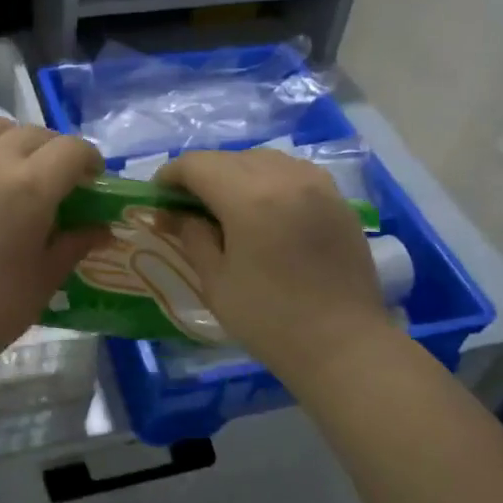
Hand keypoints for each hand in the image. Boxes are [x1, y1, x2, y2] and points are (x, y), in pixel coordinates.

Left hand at [0, 117, 107, 375]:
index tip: (91, 180)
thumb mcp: (45, 280)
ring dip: (8, 138)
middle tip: (54, 178)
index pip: (72, 149)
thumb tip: (102, 229)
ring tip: (9, 163)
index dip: (89, 160)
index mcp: (32, 187)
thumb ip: (75, 245)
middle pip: (33, 133)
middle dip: (53, 149)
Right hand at [155, 149, 398, 385]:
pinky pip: (293, 172)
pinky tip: (266, 209)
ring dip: (236, 173)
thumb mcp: (217, 282)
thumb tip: (175, 215)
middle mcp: (284, 177)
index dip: (170, 175)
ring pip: (263, 159)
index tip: (158, 198)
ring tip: (227, 206)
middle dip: (202, 175)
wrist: (344, 345)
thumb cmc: (270, 320)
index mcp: (249, 197)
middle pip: (229, 158)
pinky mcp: (338, 198)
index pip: (197, 164)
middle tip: (187, 207)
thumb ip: (192, 237)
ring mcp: (317, 183)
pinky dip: (270, 180)